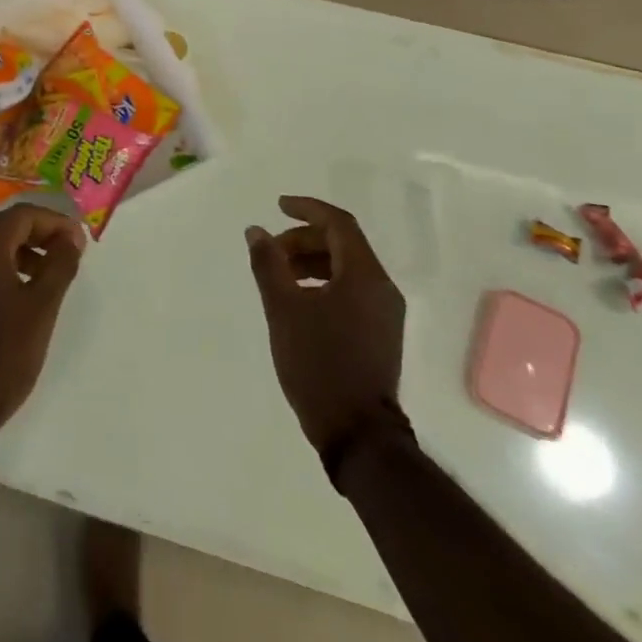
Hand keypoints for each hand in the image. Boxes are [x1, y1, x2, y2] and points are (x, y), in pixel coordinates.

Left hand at [0, 204, 86, 458]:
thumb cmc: (1, 356)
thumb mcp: (41, 308)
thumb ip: (59, 266)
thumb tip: (72, 237)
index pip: (22, 215)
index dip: (54, 222)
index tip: (79, 241)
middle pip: (2, 228)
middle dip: (38, 235)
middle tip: (66, 255)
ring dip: (20, 254)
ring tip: (46, 279)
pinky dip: (0, 272)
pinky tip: (16, 301)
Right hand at [247, 196, 408, 472]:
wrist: (357, 434)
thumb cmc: (318, 364)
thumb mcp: (283, 309)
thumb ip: (269, 264)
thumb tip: (257, 231)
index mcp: (365, 276)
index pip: (339, 223)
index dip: (307, 209)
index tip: (278, 206)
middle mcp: (382, 288)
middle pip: (343, 244)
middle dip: (304, 239)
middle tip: (271, 251)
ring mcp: (385, 313)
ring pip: (347, 268)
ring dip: (312, 261)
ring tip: (279, 275)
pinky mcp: (380, 334)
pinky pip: (352, 290)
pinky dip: (324, 282)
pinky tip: (299, 300)